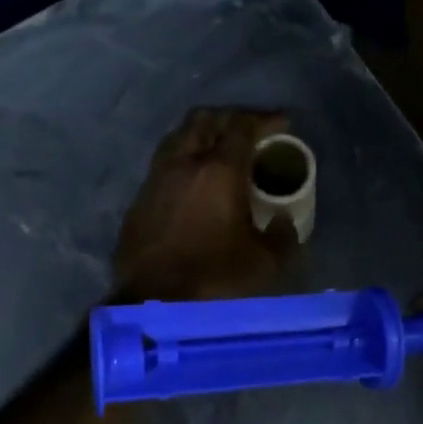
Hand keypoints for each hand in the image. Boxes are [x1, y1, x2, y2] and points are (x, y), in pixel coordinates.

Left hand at [114, 108, 298, 302]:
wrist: (152, 306)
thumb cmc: (214, 280)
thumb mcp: (264, 264)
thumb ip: (282, 237)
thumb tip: (283, 222)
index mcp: (218, 170)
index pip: (242, 126)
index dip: (265, 118)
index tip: (283, 121)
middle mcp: (183, 164)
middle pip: (205, 119)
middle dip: (231, 117)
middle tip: (251, 131)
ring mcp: (155, 180)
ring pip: (179, 137)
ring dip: (203, 134)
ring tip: (221, 149)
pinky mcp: (138, 201)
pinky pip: (164, 164)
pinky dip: (184, 160)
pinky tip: (194, 181)